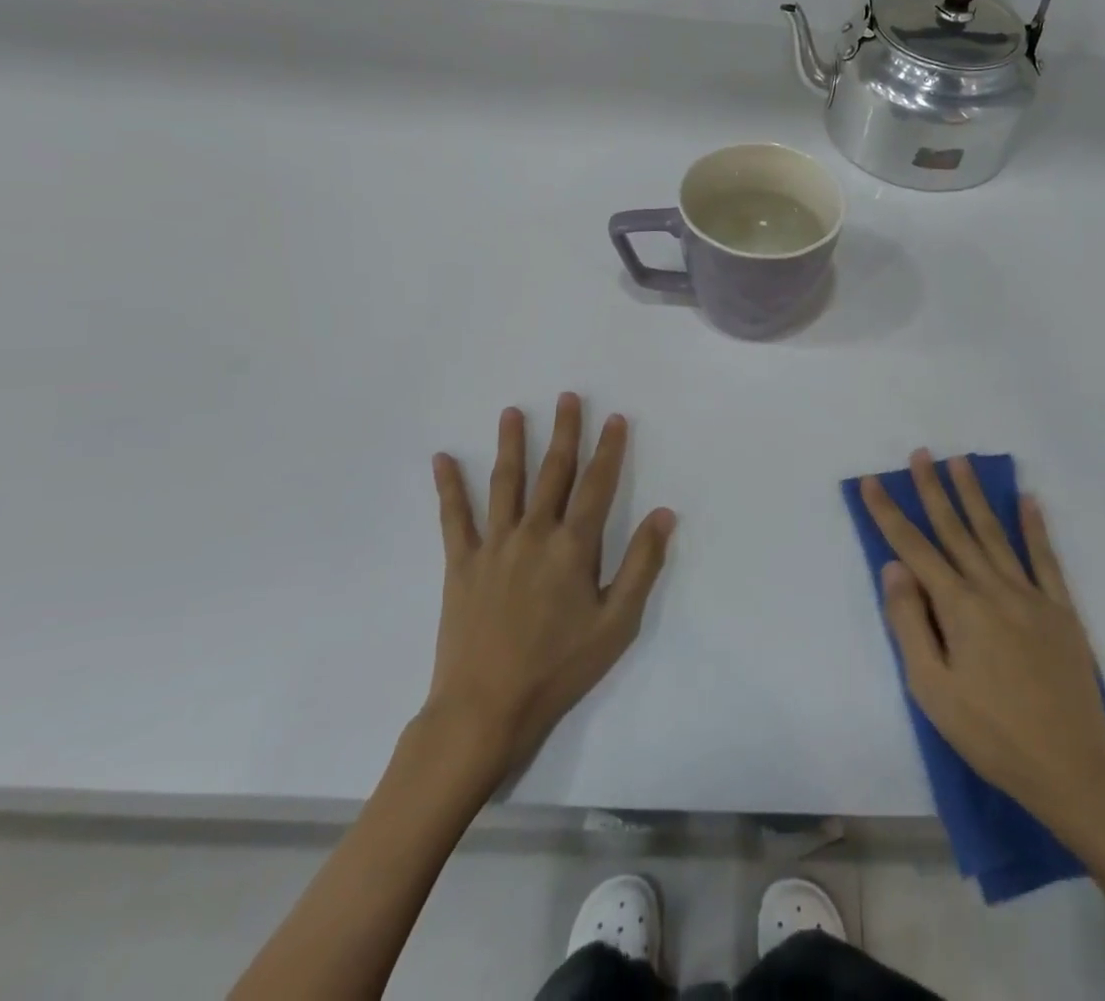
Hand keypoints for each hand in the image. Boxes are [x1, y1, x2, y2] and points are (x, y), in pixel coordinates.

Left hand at [423, 394, 674, 786]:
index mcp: (573, 546)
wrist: (486, 708)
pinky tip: (441, 459)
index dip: (609, 449)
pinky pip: (454, 517)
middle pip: (554, 471)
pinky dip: (449, 487)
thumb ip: (642, 564)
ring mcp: (494, 544)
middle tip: (568, 396)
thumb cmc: (559, 667)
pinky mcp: (462, 563)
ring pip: (505, 482)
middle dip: (565, 432)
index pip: (597, 484)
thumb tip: (663, 513)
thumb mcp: (617, 623)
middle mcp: (534, 532)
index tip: (615, 417)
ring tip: (512, 412)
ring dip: (511, 444)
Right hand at [863, 452, 1104, 837]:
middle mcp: (993, 589)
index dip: (890, 513)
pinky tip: (1028, 500)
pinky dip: (1035, 527)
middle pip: (955, 530)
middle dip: (934, 490)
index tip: (872, 482)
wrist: (1073, 771)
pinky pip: (1046, 559)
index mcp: (959, 607)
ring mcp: (1031, 596)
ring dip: (975, 496)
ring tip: (961, 462)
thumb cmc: (991, 734)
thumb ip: (909, 623)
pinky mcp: (1062, 611)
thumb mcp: (932, 690)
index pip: (914, 548)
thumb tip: (894, 567)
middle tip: (921, 454)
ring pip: (996, 534)